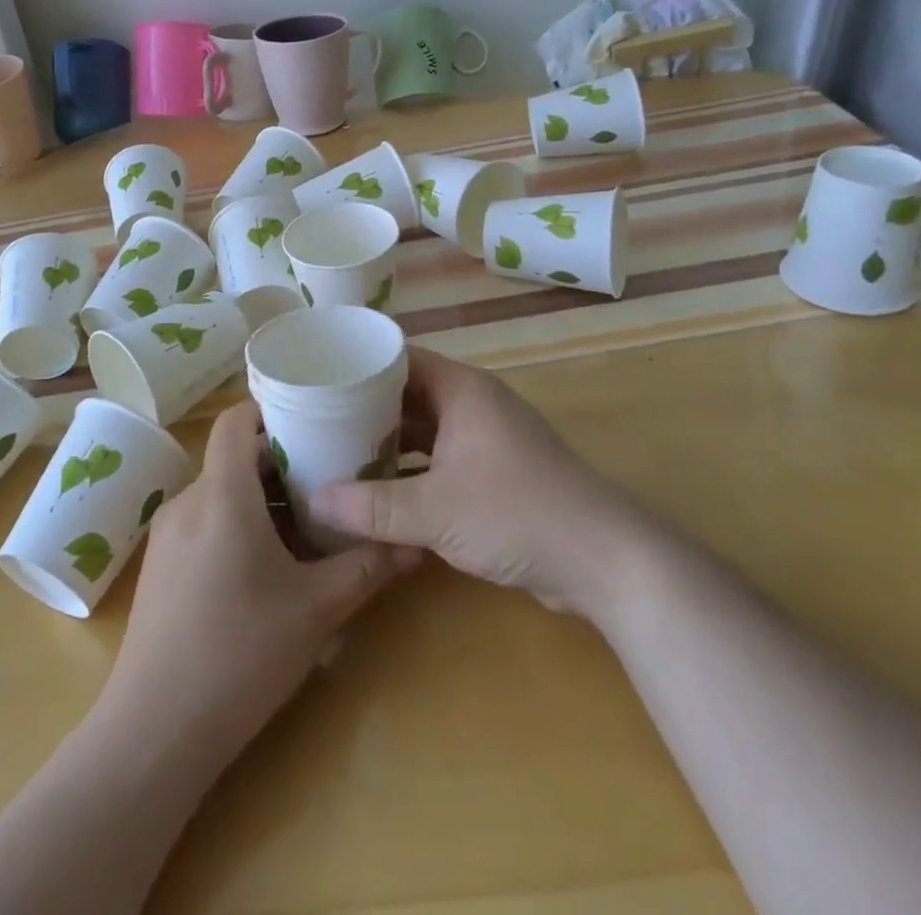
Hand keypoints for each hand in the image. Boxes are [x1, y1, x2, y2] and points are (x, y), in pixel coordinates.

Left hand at [98, 400, 418, 761]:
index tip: (314, 417)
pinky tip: (268, 566)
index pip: (235, 419)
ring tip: (308, 523)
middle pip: (235, 456)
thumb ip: (367, 569)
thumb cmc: (239, 655)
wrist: (155, 732)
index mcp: (221, 494)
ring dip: (263, 497)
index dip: (271, 408)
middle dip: (282, 461)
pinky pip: (204, 521)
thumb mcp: (316, 610)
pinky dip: (238, 523)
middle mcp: (188, 501)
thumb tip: (415, 545)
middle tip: (330, 475)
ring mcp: (168, 534)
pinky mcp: (161, 565)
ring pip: (221, 492)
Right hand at [310, 347, 654, 622]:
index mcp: (462, 390)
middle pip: (408, 394)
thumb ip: (372, 506)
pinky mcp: (496, 474)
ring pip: (424, 429)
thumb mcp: (435, 511)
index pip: (399, 358)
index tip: (317, 376)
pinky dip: (411, 469)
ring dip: (387, 442)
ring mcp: (487, 439)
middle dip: (365, 408)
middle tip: (316, 419)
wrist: (604, 562)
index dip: (359, 364)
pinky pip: (441, 458)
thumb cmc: (516, 514)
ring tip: (337, 453)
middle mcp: (473, 404)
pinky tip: (379, 489)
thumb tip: (315, 499)